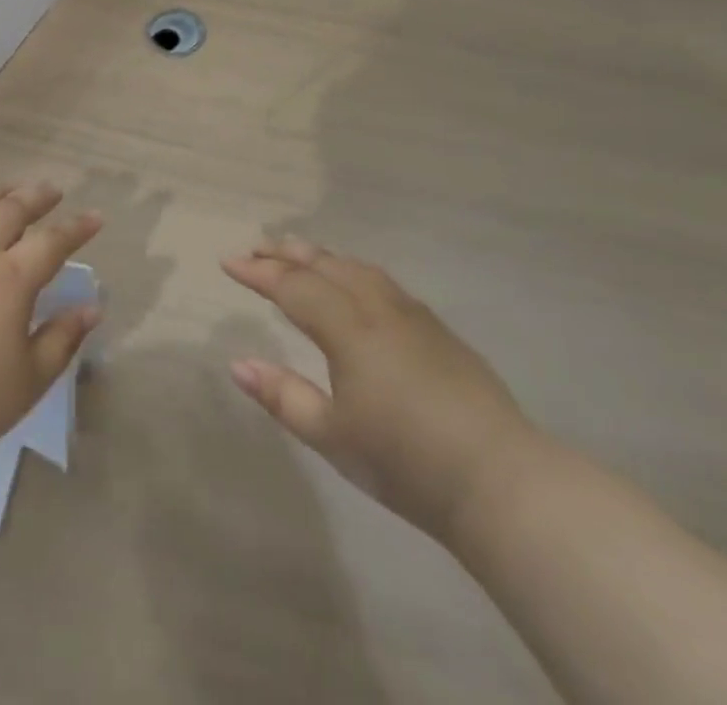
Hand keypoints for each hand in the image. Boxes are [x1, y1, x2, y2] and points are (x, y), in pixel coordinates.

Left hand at [0, 183, 102, 459]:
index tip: (95, 217)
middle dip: (36, 196)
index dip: (78, 227)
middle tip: (51, 192)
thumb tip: (92, 307)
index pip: (53, 241)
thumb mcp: (30, 379)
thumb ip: (64, 337)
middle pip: (10, 209)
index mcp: (10, 279)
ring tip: (6, 193)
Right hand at [222, 238, 537, 541]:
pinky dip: (353, 270)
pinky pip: (382, 281)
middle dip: (286, 253)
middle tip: (256, 246)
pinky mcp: (437, 328)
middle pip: (325, 266)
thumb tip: (237, 364)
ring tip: (299, 252)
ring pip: (357, 268)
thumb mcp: (331, 436)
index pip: (292, 286)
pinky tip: (354, 281)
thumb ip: (282, 396)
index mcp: (348, 329)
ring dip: (322, 256)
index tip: (228, 261)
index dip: (258, 272)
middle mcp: (378, 308)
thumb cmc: (404, 462)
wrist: (498, 480)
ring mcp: (412, 315)